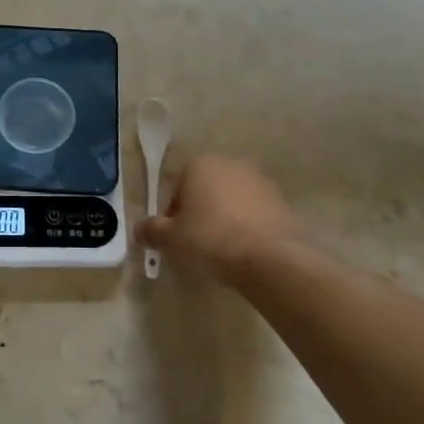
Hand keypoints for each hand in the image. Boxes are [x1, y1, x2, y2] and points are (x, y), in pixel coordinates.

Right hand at [137, 154, 305, 288]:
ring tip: (222, 251)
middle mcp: (231, 164)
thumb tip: (140, 229)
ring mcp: (260, 182)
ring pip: (231, 202)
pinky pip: (255, 214)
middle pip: (205, 191)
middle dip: (200, 214)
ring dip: (225, 220)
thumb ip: (151, 230)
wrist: (270, 259)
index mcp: (200, 164)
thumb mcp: (171, 239)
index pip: (177, 188)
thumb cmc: (211, 240)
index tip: (175, 238)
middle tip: (196, 244)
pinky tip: (244, 252)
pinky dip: (248, 228)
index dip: (172, 215)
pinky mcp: (282, 202)